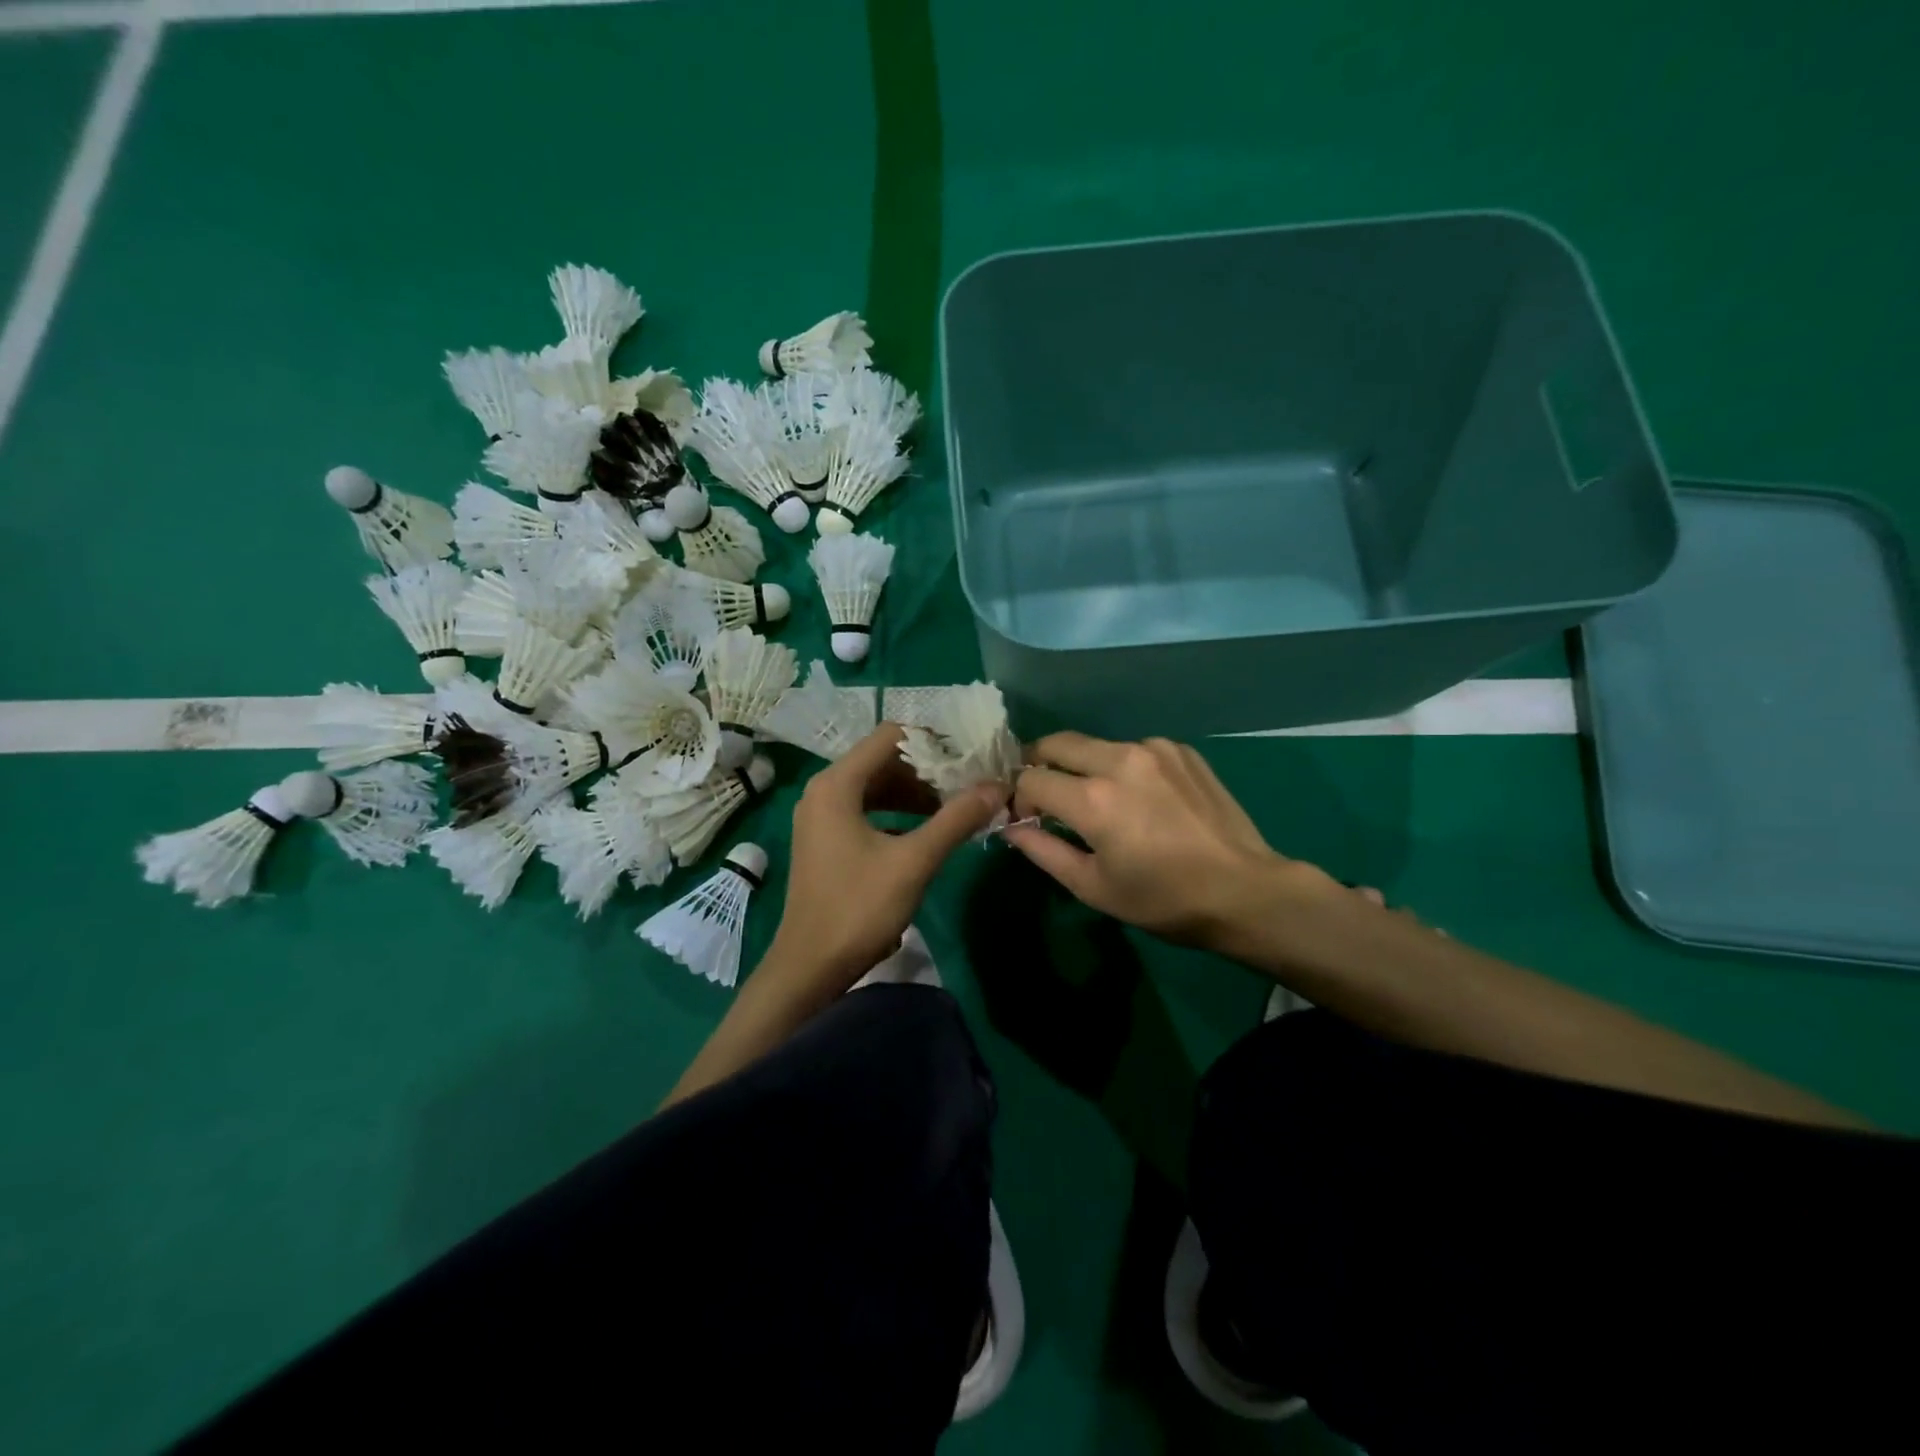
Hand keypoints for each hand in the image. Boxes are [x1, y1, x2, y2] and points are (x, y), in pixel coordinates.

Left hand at [764, 724, 1005, 1000]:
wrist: (810, 967)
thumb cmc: (858, 908)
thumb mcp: (914, 861)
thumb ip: (956, 819)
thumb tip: (997, 786)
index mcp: (837, 784)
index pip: (890, 736)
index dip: (932, 741)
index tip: (969, 757)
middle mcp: (823, 790)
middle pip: (882, 760)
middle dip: (927, 769)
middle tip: (969, 783)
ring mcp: (820, 815)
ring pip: (875, 786)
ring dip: (914, 792)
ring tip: (956, 806)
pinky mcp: (825, 839)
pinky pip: (866, 809)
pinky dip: (897, 812)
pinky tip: (927, 830)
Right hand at [1005, 732, 1340, 952]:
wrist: (1244, 890)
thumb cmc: (1163, 899)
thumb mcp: (1093, 887)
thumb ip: (1043, 851)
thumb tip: (1011, 828)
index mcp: (1093, 799)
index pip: (1031, 779)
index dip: (1020, 798)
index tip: (1028, 818)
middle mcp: (1119, 760)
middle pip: (1057, 743)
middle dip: (1040, 764)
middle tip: (1046, 793)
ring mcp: (1154, 749)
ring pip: (1096, 745)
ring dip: (1083, 766)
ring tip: (1099, 800)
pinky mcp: (1181, 750)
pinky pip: (1134, 749)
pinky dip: (1122, 767)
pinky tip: (1141, 797)